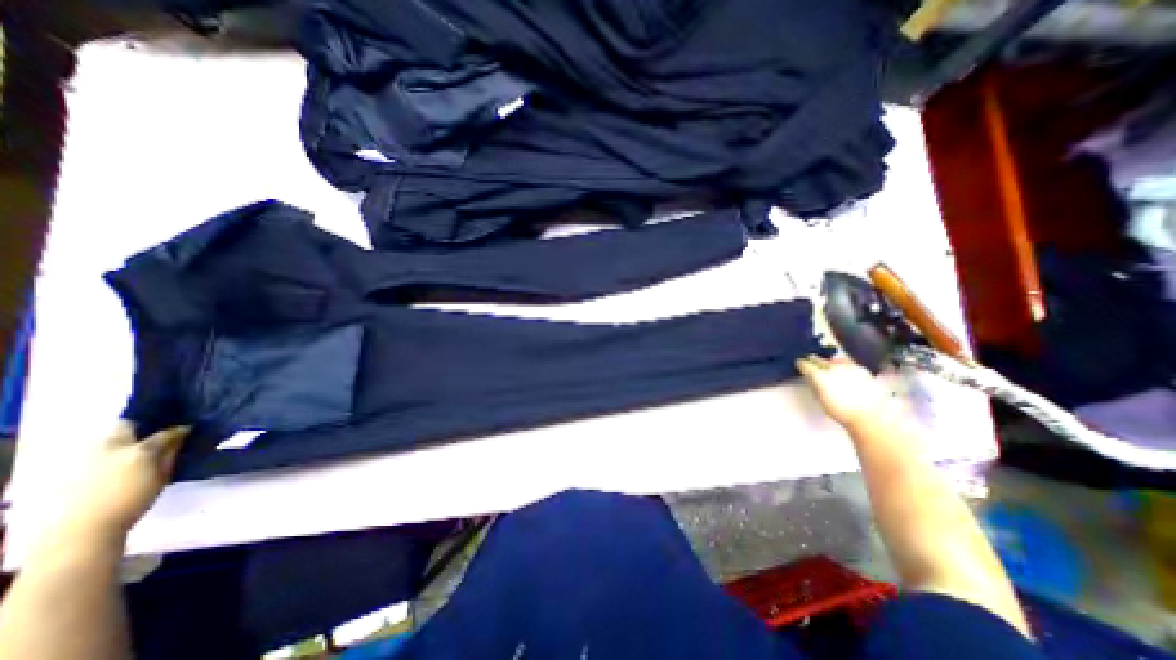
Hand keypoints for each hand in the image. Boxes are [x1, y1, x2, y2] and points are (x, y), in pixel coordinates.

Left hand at [54, 422, 188, 546]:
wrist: (83, 529)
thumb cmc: (133, 502)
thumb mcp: (161, 477)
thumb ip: (170, 455)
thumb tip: (181, 438)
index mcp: (140, 450)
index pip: (166, 433)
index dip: (180, 430)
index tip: (188, 429)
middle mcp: (114, 448)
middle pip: (127, 426)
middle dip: (144, 425)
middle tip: (159, 431)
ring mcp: (91, 457)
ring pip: (110, 437)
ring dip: (127, 437)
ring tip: (141, 444)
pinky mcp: (75, 467)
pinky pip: (99, 450)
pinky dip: (114, 449)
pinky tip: (123, 457)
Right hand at [799, 355, 891, 426]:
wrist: (871, 416)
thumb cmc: (841, 411)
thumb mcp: (820, 398)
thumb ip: (813, 384)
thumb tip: (810, 377)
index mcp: (818, 375)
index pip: (804, 364)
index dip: (801, 364)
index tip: (800, 365)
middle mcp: (832, 367)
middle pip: (818, 359)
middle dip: (814, 362)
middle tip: (812, 366)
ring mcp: (848, 366)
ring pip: (833, 360)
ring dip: (829, 363)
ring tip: (829, 370)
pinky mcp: (861, 369)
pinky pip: (847, 364)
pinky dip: (843, 367)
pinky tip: (845, 375)